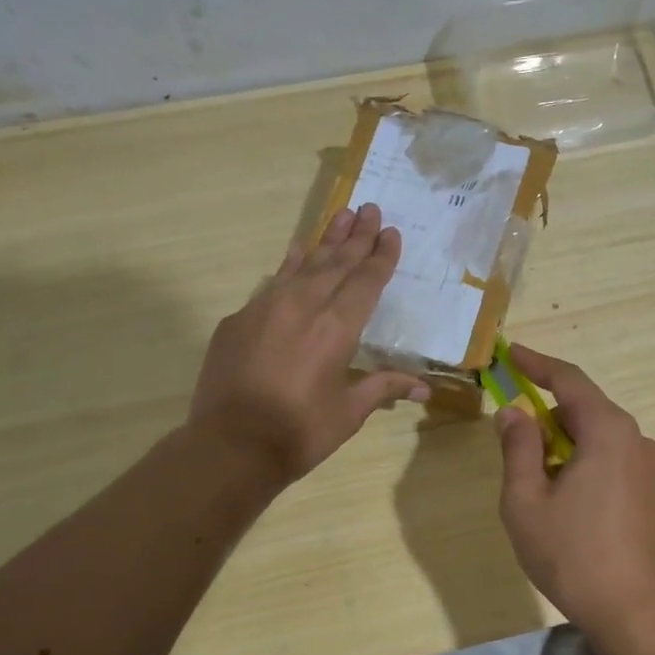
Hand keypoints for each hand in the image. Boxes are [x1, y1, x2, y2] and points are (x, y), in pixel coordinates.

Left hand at [190, 204, 428, 484]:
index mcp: (337, 328)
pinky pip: (272, 283)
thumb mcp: (349, 412)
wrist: (230, 446)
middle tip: (371, 208)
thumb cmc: (299, 433)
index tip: (391, 232)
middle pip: (336, 262)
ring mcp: (266, 308)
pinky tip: (296, 251)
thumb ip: (384, 388)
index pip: (365, 282)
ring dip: (325, 240)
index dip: (380, 257)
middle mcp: (303, 306)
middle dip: (357, 236)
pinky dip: (289, 265)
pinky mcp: (239, 319)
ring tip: (342, 215)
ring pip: (303, 264)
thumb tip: (425, 388)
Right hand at [495, 346, 654, 631]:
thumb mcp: (526, 500)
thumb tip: (513, 413)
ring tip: (533, 474)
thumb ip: (518, 448)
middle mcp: (635, 439)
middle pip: (584, 408)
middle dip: (545, 412)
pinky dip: (581, 460)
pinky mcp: (651, 492)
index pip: (568, 380)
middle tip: (511, 428)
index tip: (510, 353)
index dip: (536, 364)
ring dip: (562, 441)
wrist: (634, 613)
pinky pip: (610, 458)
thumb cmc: (572, 555)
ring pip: (596, 436)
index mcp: (608, 431)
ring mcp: (648, 467)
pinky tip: (563, 495)